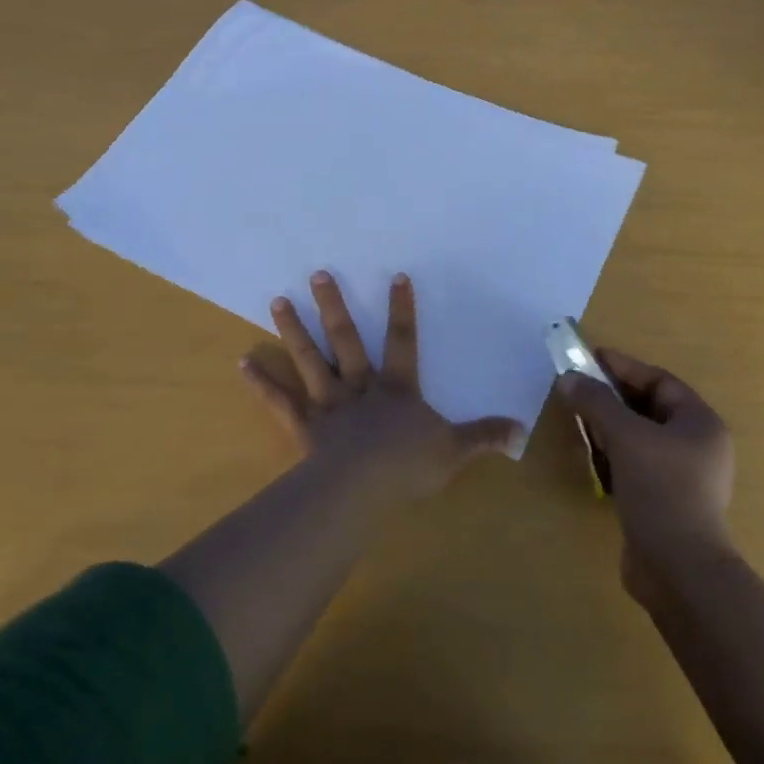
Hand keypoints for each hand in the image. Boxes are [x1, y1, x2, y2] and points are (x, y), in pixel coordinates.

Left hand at [241, 270, 522, 500]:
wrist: (362, 491)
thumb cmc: (408, 467)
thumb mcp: (455, 451)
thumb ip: (484, 436)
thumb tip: (521, 428)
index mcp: (396, 389)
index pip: (403, 341)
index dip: (401, 309)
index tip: (396, 275)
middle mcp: (360, 387)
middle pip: (346, 340)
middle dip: (334, 306)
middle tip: (317, 273)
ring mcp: (328, 404)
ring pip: (310, 360)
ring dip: (293, 331)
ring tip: (277, 300)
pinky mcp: (304, 426)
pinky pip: (280, 401)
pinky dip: (261, 382)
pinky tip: (241, 362)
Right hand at [553, 349, 735, 599]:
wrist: (678, 569)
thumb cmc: (661, 489)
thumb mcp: (625, 436)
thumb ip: (595, 402)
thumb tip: (567, 378)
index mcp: (700, 423)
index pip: (659, 381)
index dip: (623, 367)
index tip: (589, 357)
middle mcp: (697, 446)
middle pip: (649, 408)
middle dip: (612, 397)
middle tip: (577, 388)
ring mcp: (683, 476)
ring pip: (640, 438)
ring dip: (610, 427)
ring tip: (578, 419)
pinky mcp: (665, 501)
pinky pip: (636, 464)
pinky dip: (613, 455)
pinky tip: (592, 457)